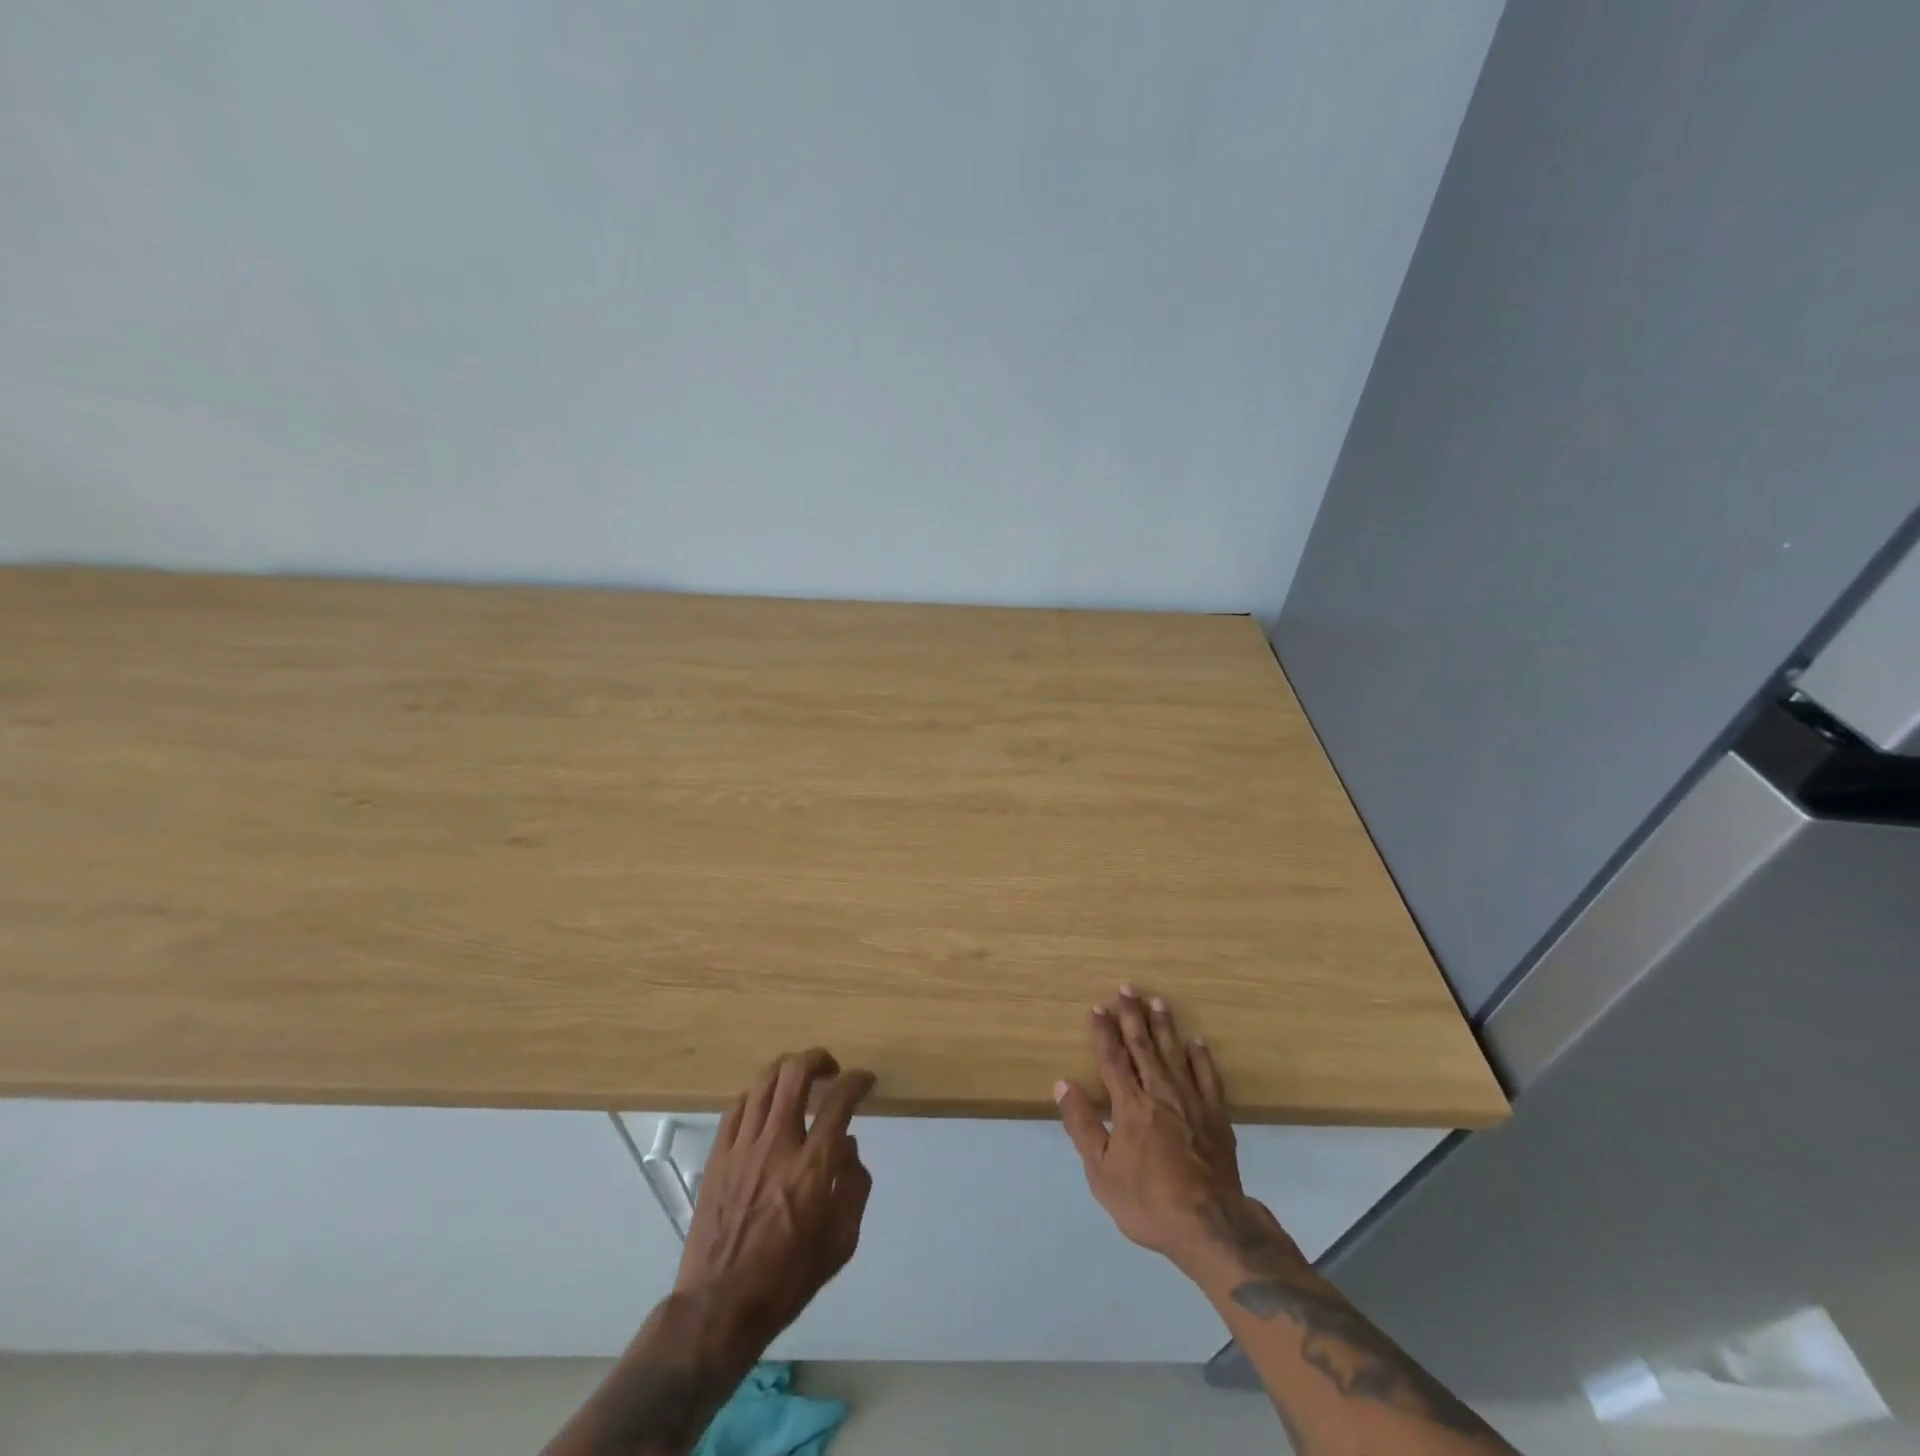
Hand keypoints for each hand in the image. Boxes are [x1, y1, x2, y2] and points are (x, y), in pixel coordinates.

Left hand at [675, 1049, 875, 1349]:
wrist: (719, 1308)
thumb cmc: (787, 1280)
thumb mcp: (841, 1243)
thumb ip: (854, 1186)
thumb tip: (849, 1145)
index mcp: (812, 1168)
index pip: (839, 1101)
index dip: (856, 1081)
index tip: (864, 1080)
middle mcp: (777, 1146)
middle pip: (795, 1075)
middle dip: (818, 1059)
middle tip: (830, 1068)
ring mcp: (742, 1148)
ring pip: (764, 1083)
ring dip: (787, 1070)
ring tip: (799, 1078)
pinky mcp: (717, 1157)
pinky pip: (737, 1108)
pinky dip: (758, 1096)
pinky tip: (766, 1104)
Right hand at [1054, 987, 1305, 1282]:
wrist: (1209, 1226)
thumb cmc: (1148, 1200)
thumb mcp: (1101, 1172)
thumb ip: (1082, 1125)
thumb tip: (1063, 1084)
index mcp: (1129, 1105)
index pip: (1112, 1058)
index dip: (1103, 1031)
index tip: (1097, 1007)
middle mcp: (1159, 1092)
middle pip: (1143, 1046)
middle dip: (1132, 1015)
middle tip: (1127, 988)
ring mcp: (1191, 1101)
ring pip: (1174, 1053)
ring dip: (1164, 1026)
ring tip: (1158, 1001)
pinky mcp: (1216, 1115)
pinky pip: (1208, 1077)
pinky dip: (1201, 1057)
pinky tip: (1197, 1042)